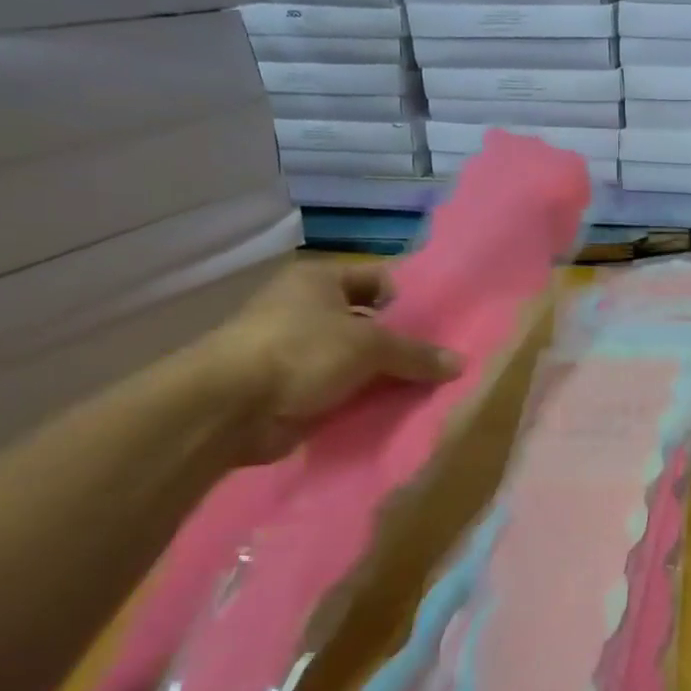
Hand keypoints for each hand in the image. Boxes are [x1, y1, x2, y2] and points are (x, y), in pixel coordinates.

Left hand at [196, 260, 459, 463]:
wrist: (230, 408)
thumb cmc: (301, 351)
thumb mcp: (369, 345)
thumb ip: (416, 354)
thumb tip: (460, 363)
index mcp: (320, 280)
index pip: (378, 279)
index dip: (409, 299)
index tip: (440, 325)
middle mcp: (307, 309)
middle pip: (370, 322)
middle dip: (402, 343)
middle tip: (441, 361)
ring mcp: (298, 351)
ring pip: (357, 360)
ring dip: (385, 376)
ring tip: (429, 388)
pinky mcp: (294, 389)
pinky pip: (342, 390)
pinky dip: (365, 400)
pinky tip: (397, 410)